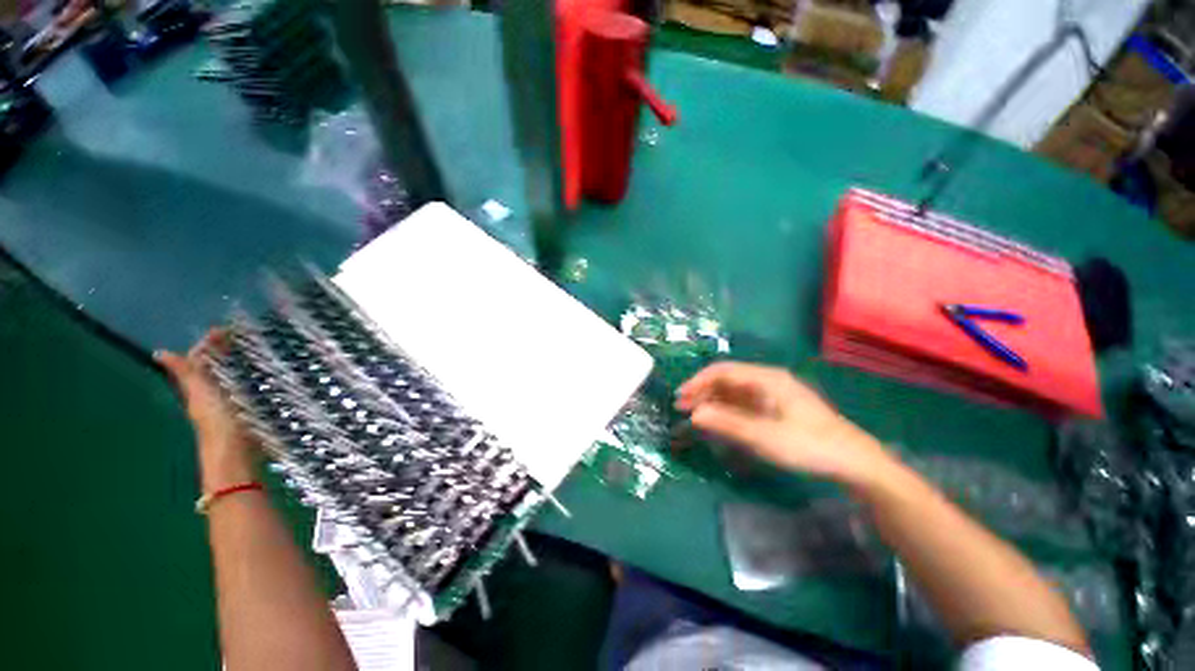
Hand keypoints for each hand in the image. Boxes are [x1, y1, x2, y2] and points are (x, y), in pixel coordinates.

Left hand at [157, 330, 256, 489]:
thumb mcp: (202, 395)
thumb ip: (186, 375)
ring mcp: (226, 405)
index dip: (209, 343)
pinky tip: (262, 378)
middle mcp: (209, 395)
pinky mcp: (243, 413)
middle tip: (245, 337)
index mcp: (198, 388)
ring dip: (237, 365)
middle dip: (224, 351)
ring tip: (255, 353)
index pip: (199, 359)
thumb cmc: (218, 423)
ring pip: (228, 379)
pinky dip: (249, 379)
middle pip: (213, 368)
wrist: (234, 456)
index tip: (228, 329)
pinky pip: (243, 390)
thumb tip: (160, 352)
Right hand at [675, 362, 893, 486]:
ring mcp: (772, 395)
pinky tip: (717, 421)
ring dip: (712, 401)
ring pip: (733, 392)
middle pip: (727, 379)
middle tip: (682, 408)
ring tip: (693, 414)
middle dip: (702, 391)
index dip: (698, 381)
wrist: (854, 463)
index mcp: (766, 379)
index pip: (723, 371)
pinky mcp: (775, 408)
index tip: (681, 397)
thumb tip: (694, 414)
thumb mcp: (766, 437)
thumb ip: (728, 424)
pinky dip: (726, 410)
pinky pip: (743, 404)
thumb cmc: (810, 446)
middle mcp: (767, 381)